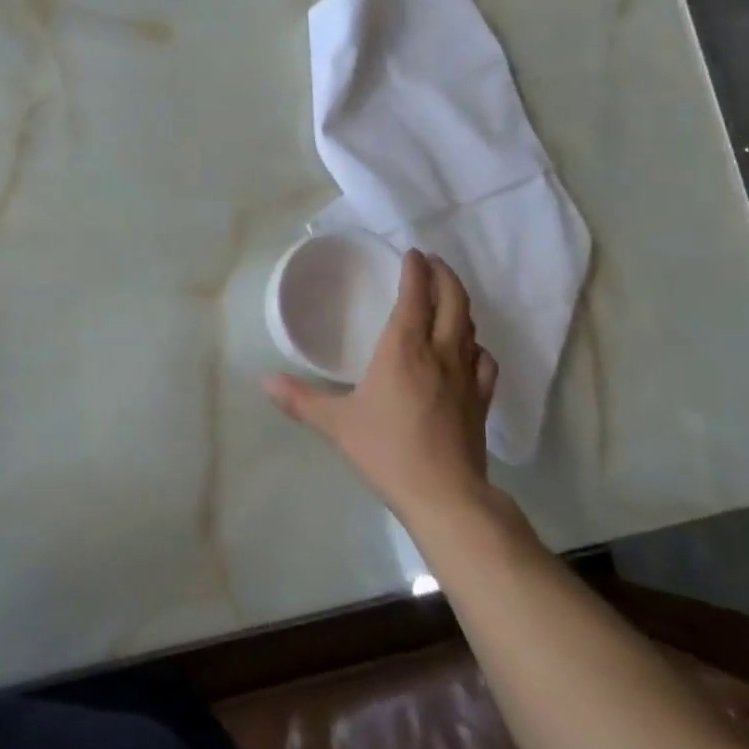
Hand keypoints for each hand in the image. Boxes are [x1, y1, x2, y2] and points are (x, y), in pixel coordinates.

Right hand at [264, 249, 515, 531]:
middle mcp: (440, 352)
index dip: (415, 270)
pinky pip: (484, 360)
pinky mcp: (481, 400)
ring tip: (446, 298)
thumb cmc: (386, 450)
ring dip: (460, 304)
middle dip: (444, 275)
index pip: (415, 295)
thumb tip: (265, 381)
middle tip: (432, 263)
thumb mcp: (336, 424)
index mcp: (404, 348)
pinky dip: (475, 345)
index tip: (411, 254)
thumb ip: (300, 399)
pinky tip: (469, 350)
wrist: (444, 494)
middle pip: (453, 300)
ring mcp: (466, 376)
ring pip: (470, 326)